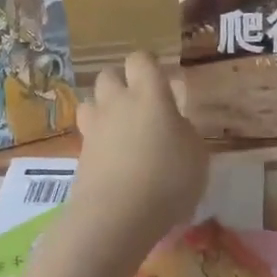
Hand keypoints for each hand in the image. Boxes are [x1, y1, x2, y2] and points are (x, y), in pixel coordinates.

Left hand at [71, 53, 208, 260]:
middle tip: (141, 106)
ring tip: (122, 131)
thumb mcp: (197, 155)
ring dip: (103, 110)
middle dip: (121, 84)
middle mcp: (117, 102)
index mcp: (149, 94)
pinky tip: (115, 161)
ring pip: (91, 102)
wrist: (117, 216)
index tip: (162, 82)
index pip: (141, 59)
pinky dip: (99, 141)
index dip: (149, 66)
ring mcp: (94, 128)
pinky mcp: (80, 154)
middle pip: (109, 75)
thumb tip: (174, 125)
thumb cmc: (168, 179)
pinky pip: (88, 135)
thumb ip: (185, 132)